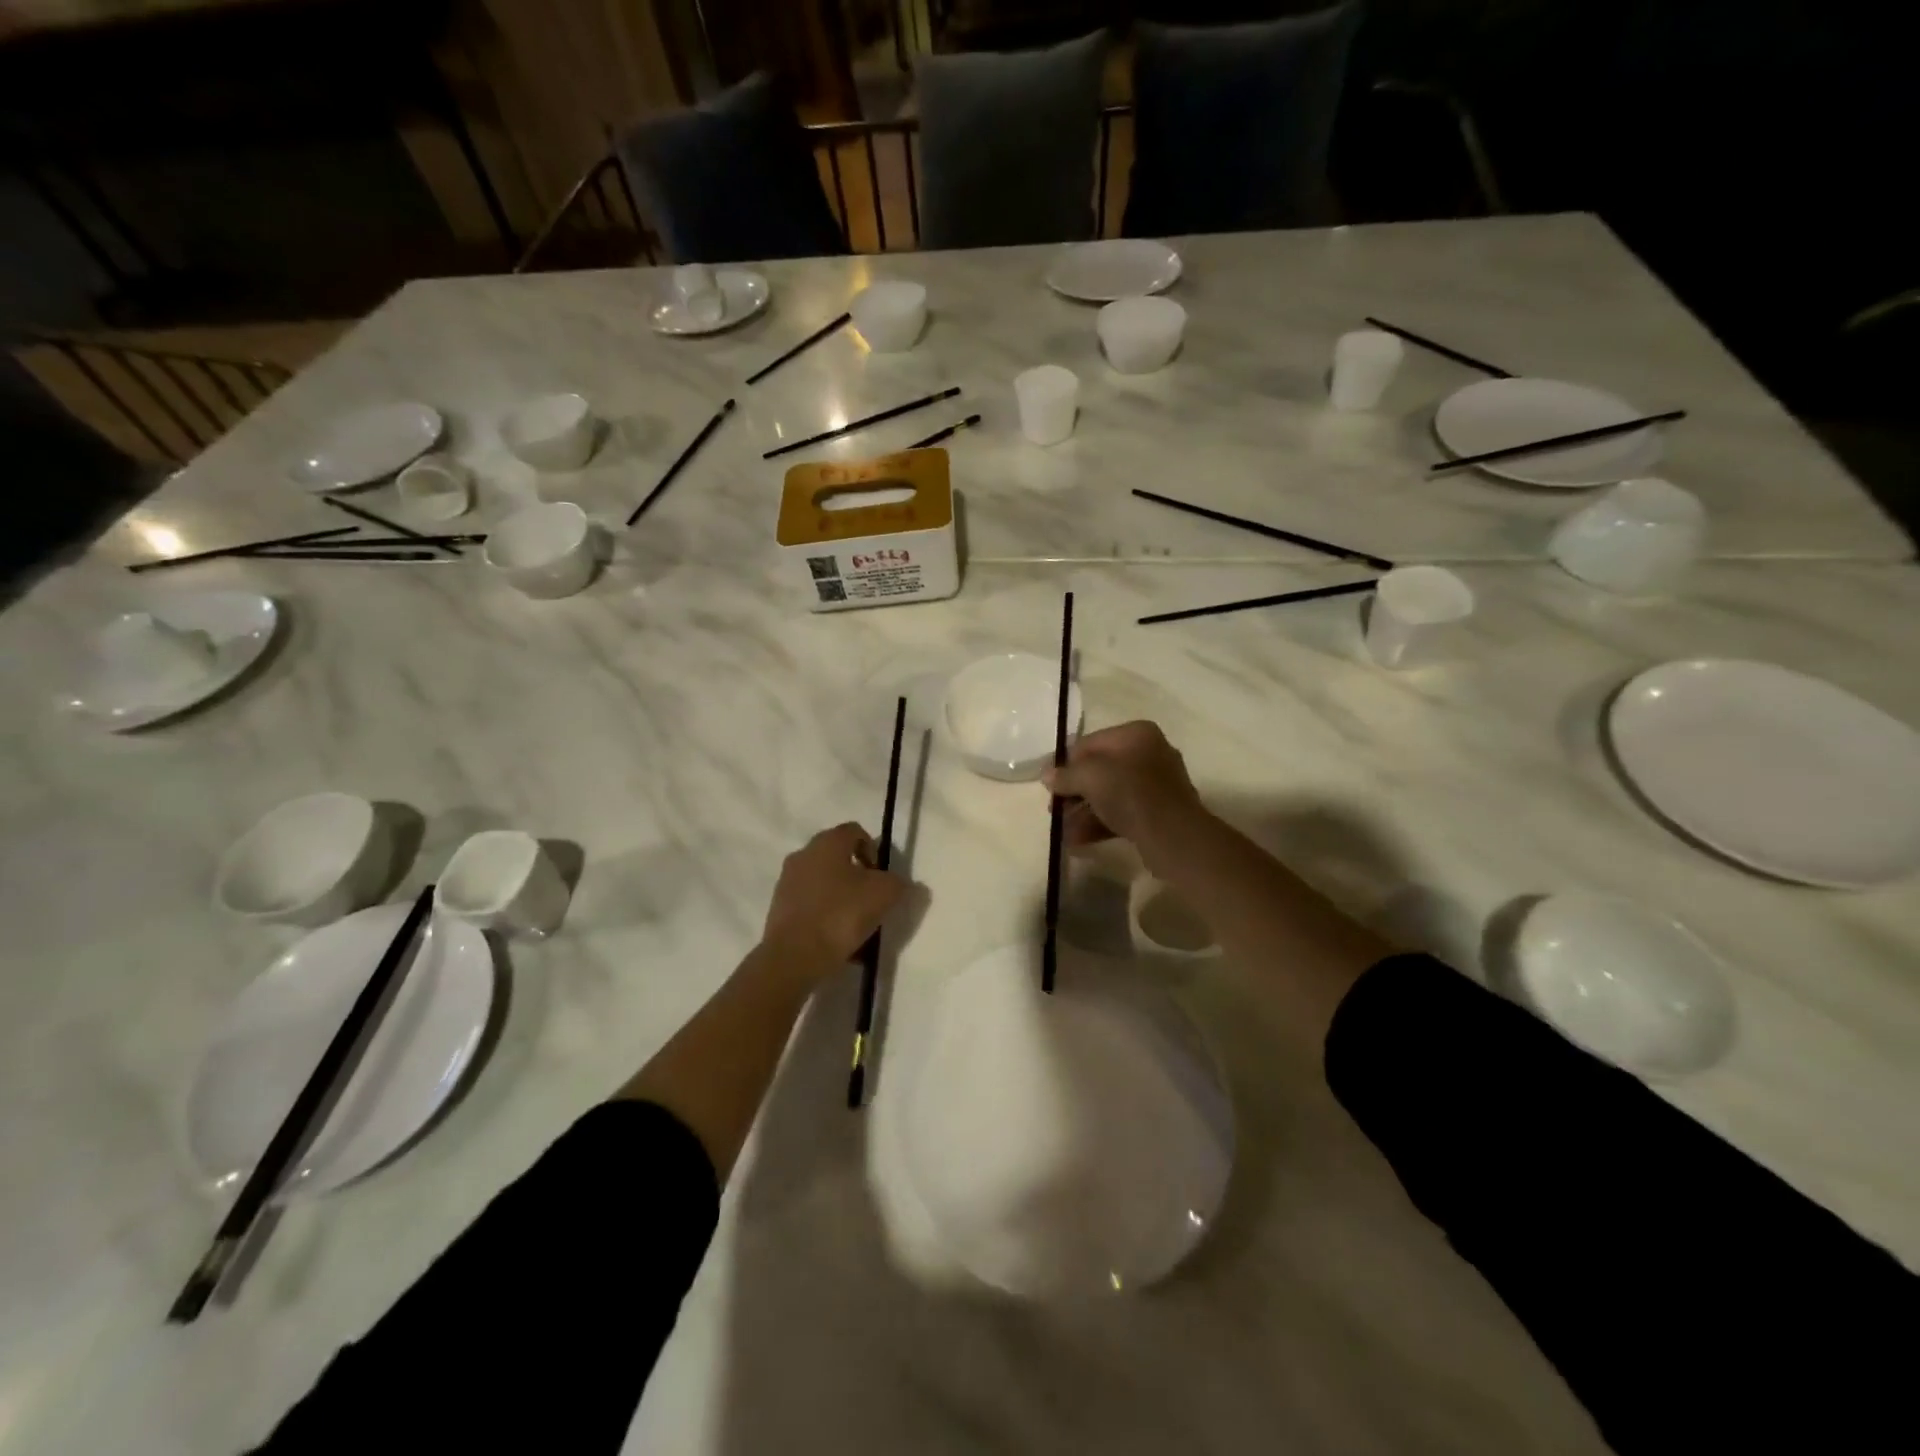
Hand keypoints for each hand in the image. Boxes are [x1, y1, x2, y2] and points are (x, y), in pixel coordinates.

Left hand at [760, 822, 906, 978]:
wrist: (794, 955)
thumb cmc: (841, 914)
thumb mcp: (884, 894)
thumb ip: (897, 882)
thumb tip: (899, 883)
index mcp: (827, 842)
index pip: (855, 831)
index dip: (873, 850)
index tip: (881, 876)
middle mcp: (803, 854)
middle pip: (837, 857)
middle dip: (857, 876)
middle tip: (871, 900)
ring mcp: (787, 882)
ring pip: (824, 884)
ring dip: (841, 898)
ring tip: (856, 926)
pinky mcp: (778, 909)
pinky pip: (811, 906)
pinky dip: (825, 917)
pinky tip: (837, 941)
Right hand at [1043, 720, 1204, 852]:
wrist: (1172, 835)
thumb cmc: (1129, 793)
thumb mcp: (1089, 777)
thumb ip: (1065, 775)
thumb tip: (1047, 776)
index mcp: (1136, 734)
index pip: (1090, 743)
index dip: (1066, 763)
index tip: (1050, 785)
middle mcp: (1149, 753)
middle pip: (1100, 770)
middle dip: (1074, 792)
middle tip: (1055, 809)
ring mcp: (1156, 785)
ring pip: (1110, 793)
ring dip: (1083, 811)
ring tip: (1063, 830)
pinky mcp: (1158, 812)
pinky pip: (1122, 812)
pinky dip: (1100, 822)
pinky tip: (1078, 840)